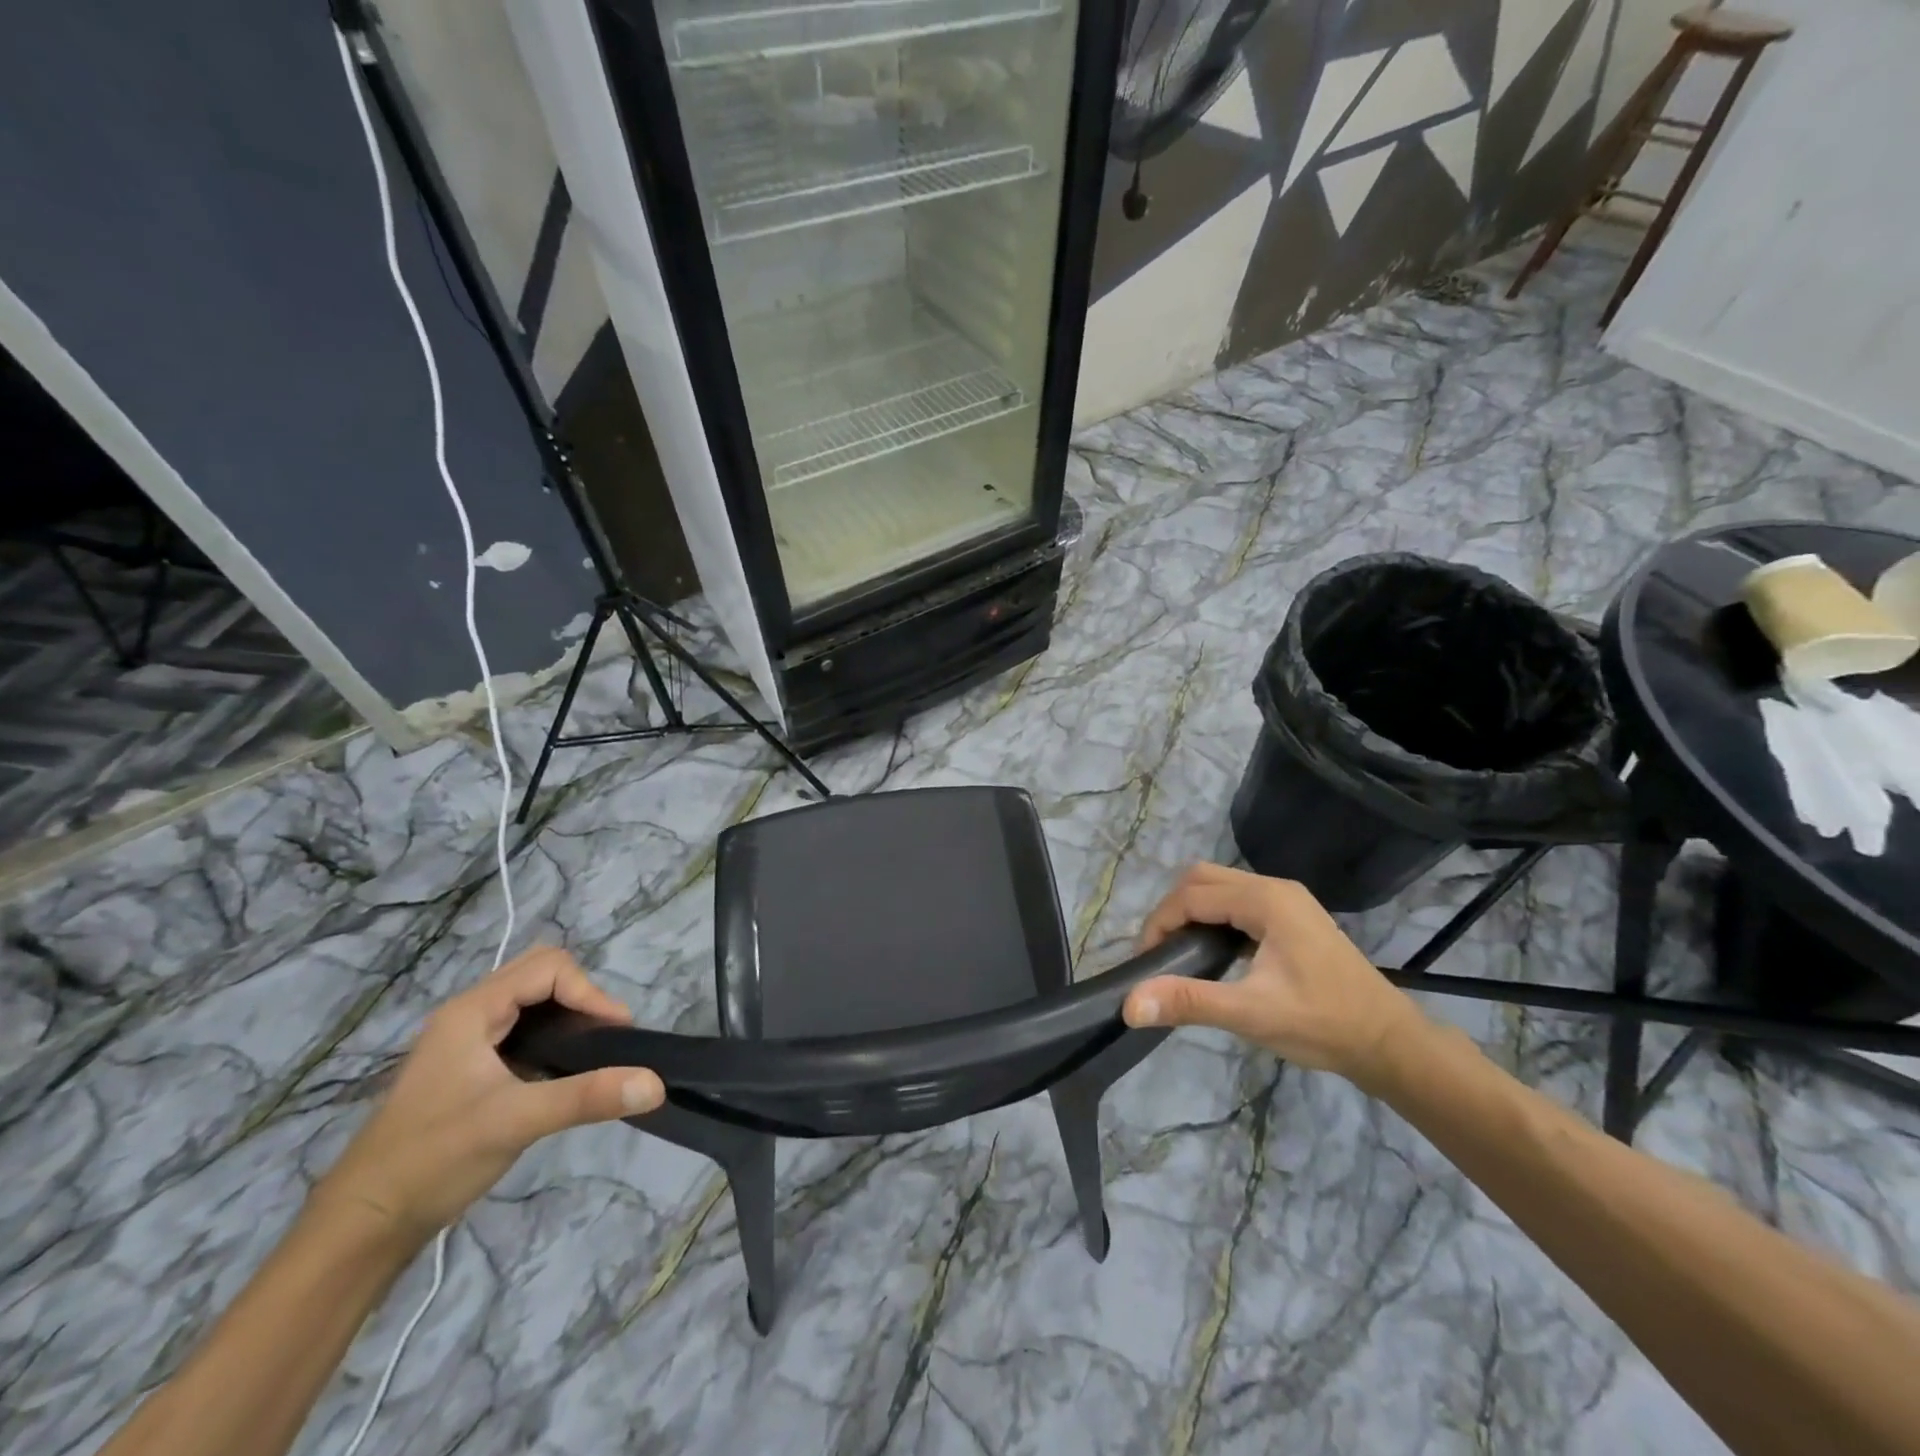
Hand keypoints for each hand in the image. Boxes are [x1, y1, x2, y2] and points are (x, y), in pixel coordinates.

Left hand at [314, 947, 663, 1243]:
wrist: (362, 1225)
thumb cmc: (434, 1159)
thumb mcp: (516, 1122)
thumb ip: (587, 1097)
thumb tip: (655, 1084)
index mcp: (473, 1010)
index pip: (549, 968)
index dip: (589, 992)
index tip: (616, 1033)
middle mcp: (469, 1014)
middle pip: (540, 974)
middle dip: (582, 997)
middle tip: (606, 1038)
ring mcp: (466, 1040)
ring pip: (531, 1001)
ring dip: (568, 1015)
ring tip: (593, 1052)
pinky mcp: (469, 1067)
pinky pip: (522, 1028)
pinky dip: (552, 1036)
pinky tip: (562, 1071)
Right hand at [1121, 864, 1430, 1089]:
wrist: (1390, 1043)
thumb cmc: (1322, 1024)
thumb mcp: (1251, 1014)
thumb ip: (1189, 1001)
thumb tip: (1130, 1003)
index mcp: (1265, 900)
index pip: (1192, 895)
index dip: (1160, 923)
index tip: (1145, 963)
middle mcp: (1274, 888)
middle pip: (1203, 879)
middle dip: (1172, 911)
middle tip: (1161, 955)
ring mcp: (1286, 900)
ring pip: (1220, 888)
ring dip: (1193, 913)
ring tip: (1180, 955)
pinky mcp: (1292, 917)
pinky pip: (1238, 902)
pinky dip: (1214, 918)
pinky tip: (1214, 954)